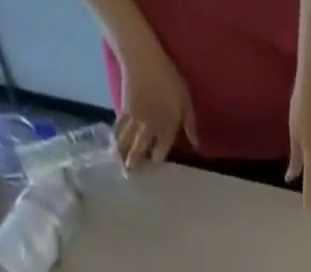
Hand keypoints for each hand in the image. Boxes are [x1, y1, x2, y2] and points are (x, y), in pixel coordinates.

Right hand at [114, 34, 196, 168]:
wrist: (142, 56)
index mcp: (166, 129)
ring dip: (124, 154)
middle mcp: (149, 128)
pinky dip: (117, 136)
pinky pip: (120, 127)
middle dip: (136, 163)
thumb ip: (190, 126)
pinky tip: (113, 145)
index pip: (161, 152)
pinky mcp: (124, 108)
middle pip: (141, 150)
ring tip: (120, 167)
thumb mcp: (186, 102)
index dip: (157, 160)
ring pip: (128, 141)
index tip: (155, 168)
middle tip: (131, 175)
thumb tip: (197, 147)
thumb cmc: (168, 78)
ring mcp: (135, 119)